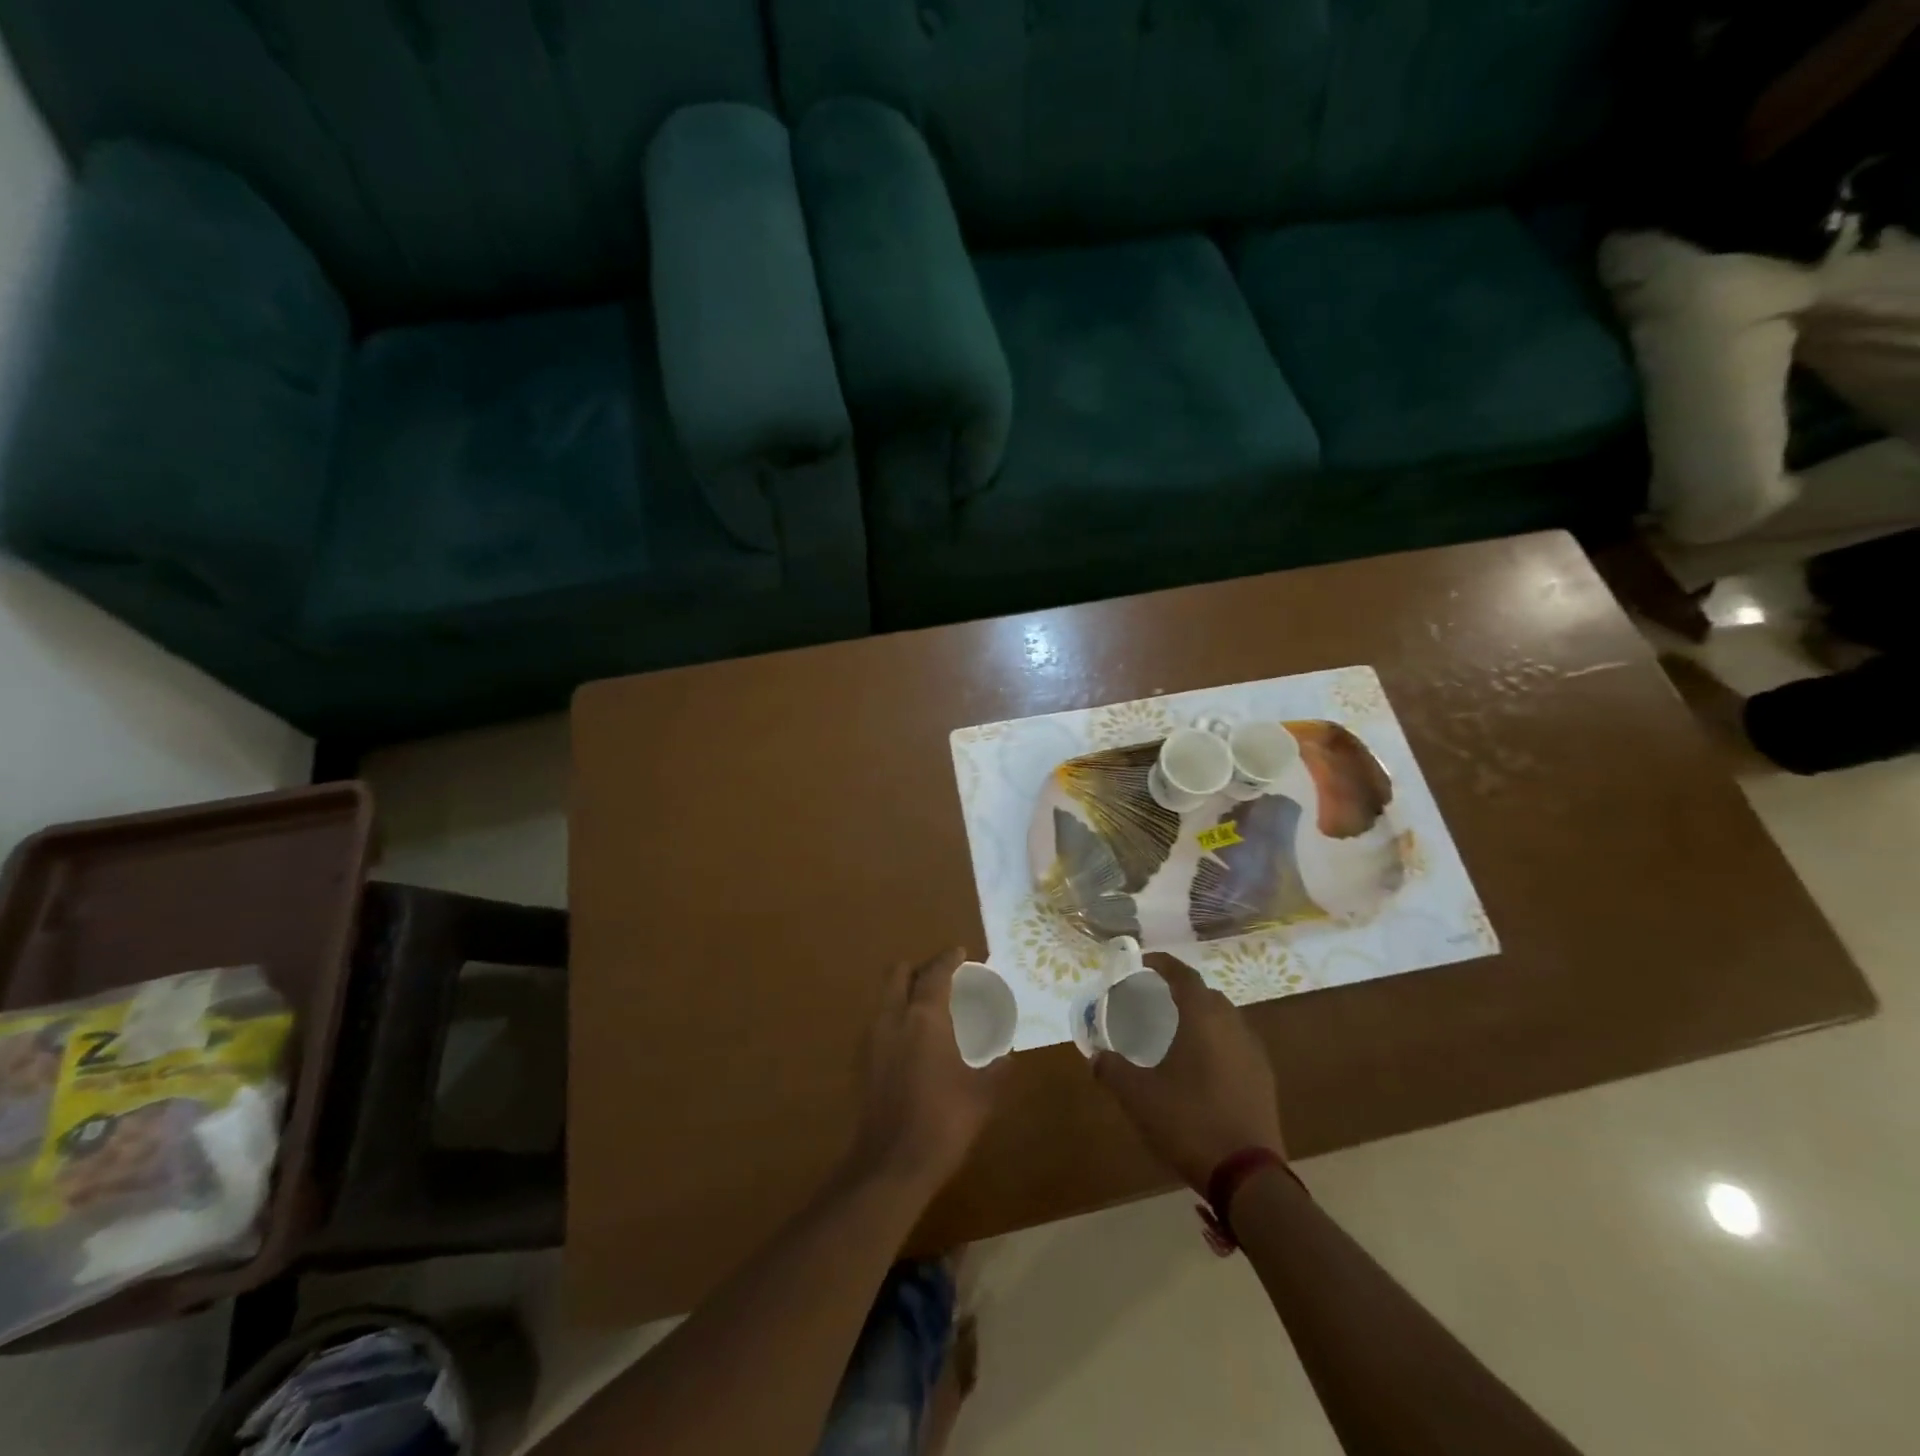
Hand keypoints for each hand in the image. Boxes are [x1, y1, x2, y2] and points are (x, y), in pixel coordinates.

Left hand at [847, 948, 1005, 1192]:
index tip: (960, 953)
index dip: (948, 959)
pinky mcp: (861, 1062)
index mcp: (924, 1018)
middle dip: (918, 968)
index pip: (935, 973)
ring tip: (927, 1007)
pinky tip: (912, 1040)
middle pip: (897, 973)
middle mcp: (893, 1018)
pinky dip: (895, 1017)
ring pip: (884, 997)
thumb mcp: (982, 1095)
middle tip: (940, 978)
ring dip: (903, 991)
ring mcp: (872, 1039)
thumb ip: (996, 1071)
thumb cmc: (943, 1121)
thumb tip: (1007, 1059)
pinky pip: (879, 1022)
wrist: (890, 1165)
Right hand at [1092, 954, 1283, 1190]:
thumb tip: (1096, 1057)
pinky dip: (1218, 1042)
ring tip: (1178, 1033)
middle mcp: (1232, 1026)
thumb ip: (1112, 1071)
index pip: (1184, 975)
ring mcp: (1253, 1053)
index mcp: (1203, 1018)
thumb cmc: (1189, 1122)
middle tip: (1156, 1000)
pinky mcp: (1264, 1080)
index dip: (1163, 964)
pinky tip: (1202, 1067)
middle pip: (1207, 995)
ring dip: (1203, 1017)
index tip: (1144, 963)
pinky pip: (1237, 1045)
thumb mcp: (1138, 1097)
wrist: (1248, 1175)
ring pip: (1226, 1020)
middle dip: (1182, 991)